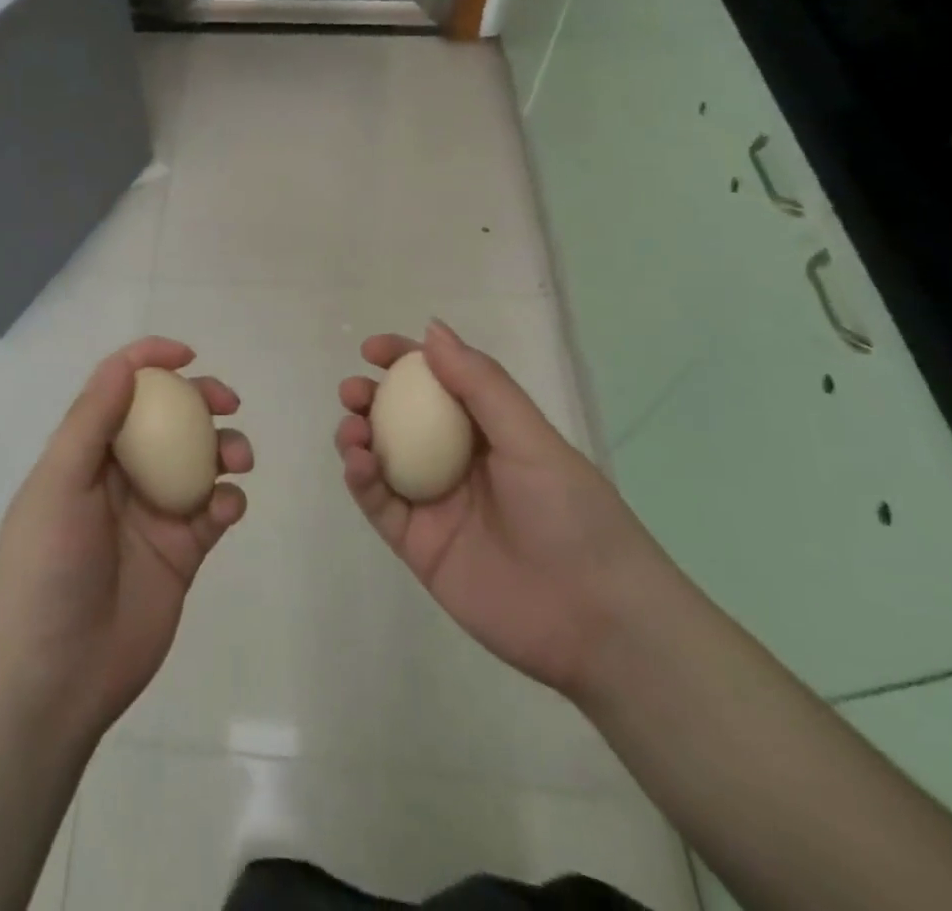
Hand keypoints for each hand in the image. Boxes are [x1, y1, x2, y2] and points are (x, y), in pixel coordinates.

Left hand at [0, 338, 252, 742]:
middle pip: (170, 418)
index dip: (151, 361)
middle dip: (201, 399)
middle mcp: (123, 474)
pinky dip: (229, 499)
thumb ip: (92, 421)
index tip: (187, 355)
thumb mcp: (58, 484)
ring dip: (226, 447)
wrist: (56, 677)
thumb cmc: (47, 569)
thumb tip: (126, 363)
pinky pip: (215, 510)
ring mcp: (155, 512)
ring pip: (201, 460)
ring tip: (237, 459)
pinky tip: (226, 508)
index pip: (120, 389)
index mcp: (87, 452)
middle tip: (227, 402)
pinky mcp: (183, 551)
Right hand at [335, 320, 667, 697]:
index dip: (404, 360)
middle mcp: (456, 461)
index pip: (438, 382)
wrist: (598, 622)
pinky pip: (380, 506)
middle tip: (354, 391)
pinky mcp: (419, 546)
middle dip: (369, 397)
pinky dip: (361, 481)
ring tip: (353, 429)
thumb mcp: (530, 438)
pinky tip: (358, 463)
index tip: (373, 349)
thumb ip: (480, 384)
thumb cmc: (572, 514)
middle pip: (400, 419)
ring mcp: (435, 504)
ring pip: (382, 459)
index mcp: (488, 431)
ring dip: (358, 436)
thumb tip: (432, 330)